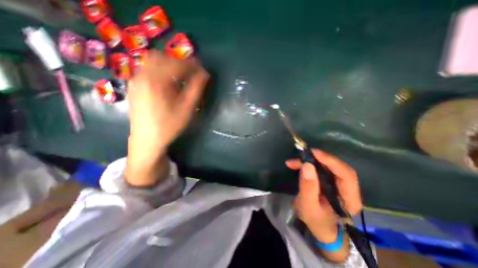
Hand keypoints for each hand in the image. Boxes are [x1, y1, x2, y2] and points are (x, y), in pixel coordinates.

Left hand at [125, 51, 207, 185]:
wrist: (147, 140)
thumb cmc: (169, 125)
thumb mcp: (187, 108)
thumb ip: (197, 89)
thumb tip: (205, 74)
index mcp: (156, 81)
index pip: (177, 64)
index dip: (193, 65)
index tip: (203, 70)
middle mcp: (143, 75)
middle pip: (162, 57)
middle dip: (180, 62)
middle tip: (192, 72)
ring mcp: (136, 80)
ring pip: (153, 62)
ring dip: (170, 65)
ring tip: (181, 77)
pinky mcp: (134, 86)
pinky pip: (148, 70)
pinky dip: (161, 70)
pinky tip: (168, 83)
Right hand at [285, 150, 359, 243]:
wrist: (319, 227)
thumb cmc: (315, 220)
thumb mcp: (308, 206)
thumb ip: (308, 187)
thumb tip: (307, 165)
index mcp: (350, 199)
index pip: (346, 175)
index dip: (331, 161)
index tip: (314, 153)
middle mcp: (349, 189)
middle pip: (337, 167)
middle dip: (319, 159)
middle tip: (302, 155)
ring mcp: (340, 184)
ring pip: (328, 166)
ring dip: (311, 161)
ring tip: (294, 162)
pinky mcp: (331, 181)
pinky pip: (321, 168)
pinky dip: (308, 165)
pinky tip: (295, 165)